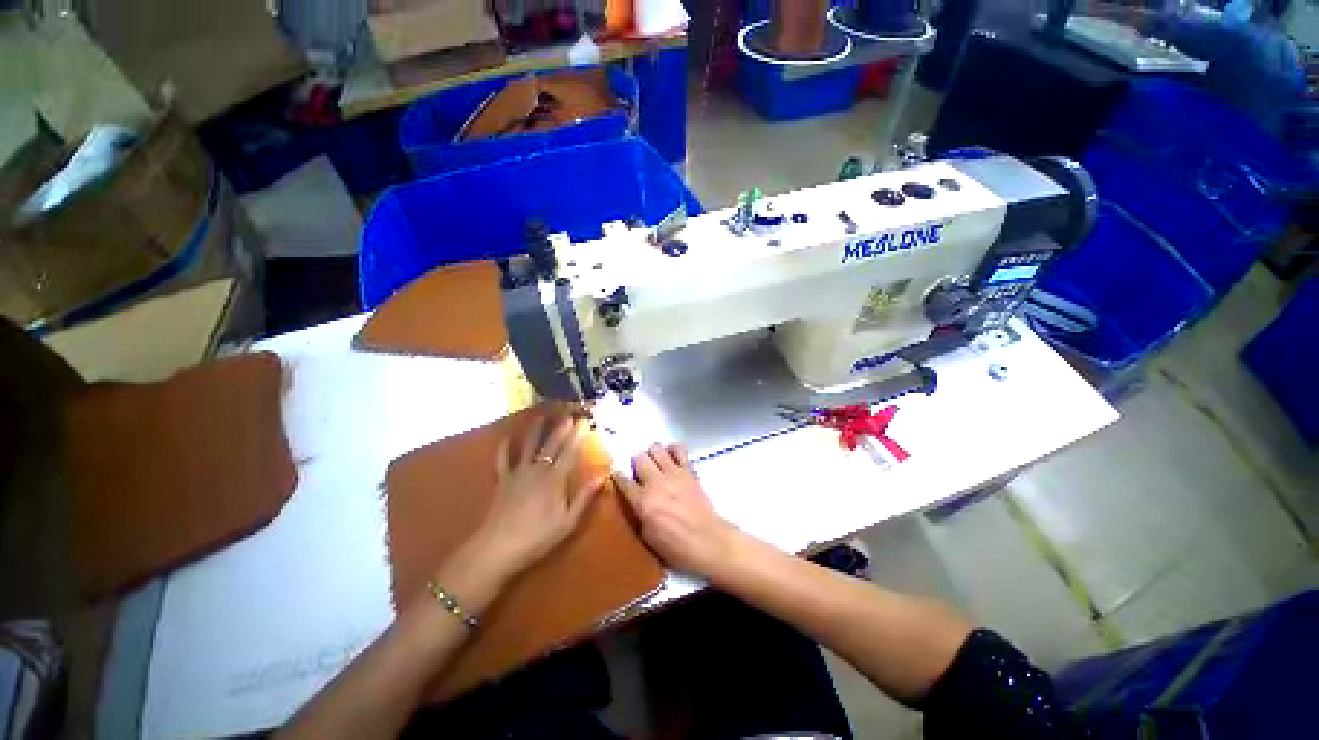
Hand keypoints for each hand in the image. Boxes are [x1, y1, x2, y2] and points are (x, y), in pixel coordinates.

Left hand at [454, 417, 603, 587]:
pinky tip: (506, 437)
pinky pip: (503, 459)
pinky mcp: (502, 480)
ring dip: (536, 430)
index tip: (585, 422)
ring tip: (541, 417)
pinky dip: (504, 447)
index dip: (579, 437)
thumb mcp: (568, 522)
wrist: (498, 548)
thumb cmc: (537, 537)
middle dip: (562, 429)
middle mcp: (537, 470)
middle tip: (569, 415)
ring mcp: (518, 473)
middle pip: (552, 445)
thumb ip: (584, 497)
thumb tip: (602, 476)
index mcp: (555, 479)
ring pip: (528, 446)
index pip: (570, 453)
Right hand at [613, 444, 737, 578]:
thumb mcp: (648, 538)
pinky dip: (673, 450)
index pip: (623, 481)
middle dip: (636, 463)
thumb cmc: (677, 548)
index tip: (617, 476)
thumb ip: (640, 516)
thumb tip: (638, 503)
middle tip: (639, 472)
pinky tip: (671, 457)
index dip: (618, 477)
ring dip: (652, 454)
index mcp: (643, 502)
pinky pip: (679, 450)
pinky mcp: (689, 471)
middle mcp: (656, 483)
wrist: (708, 541)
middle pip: (639, 458)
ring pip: (656, 449)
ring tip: (655, 463)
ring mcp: (674, 474)